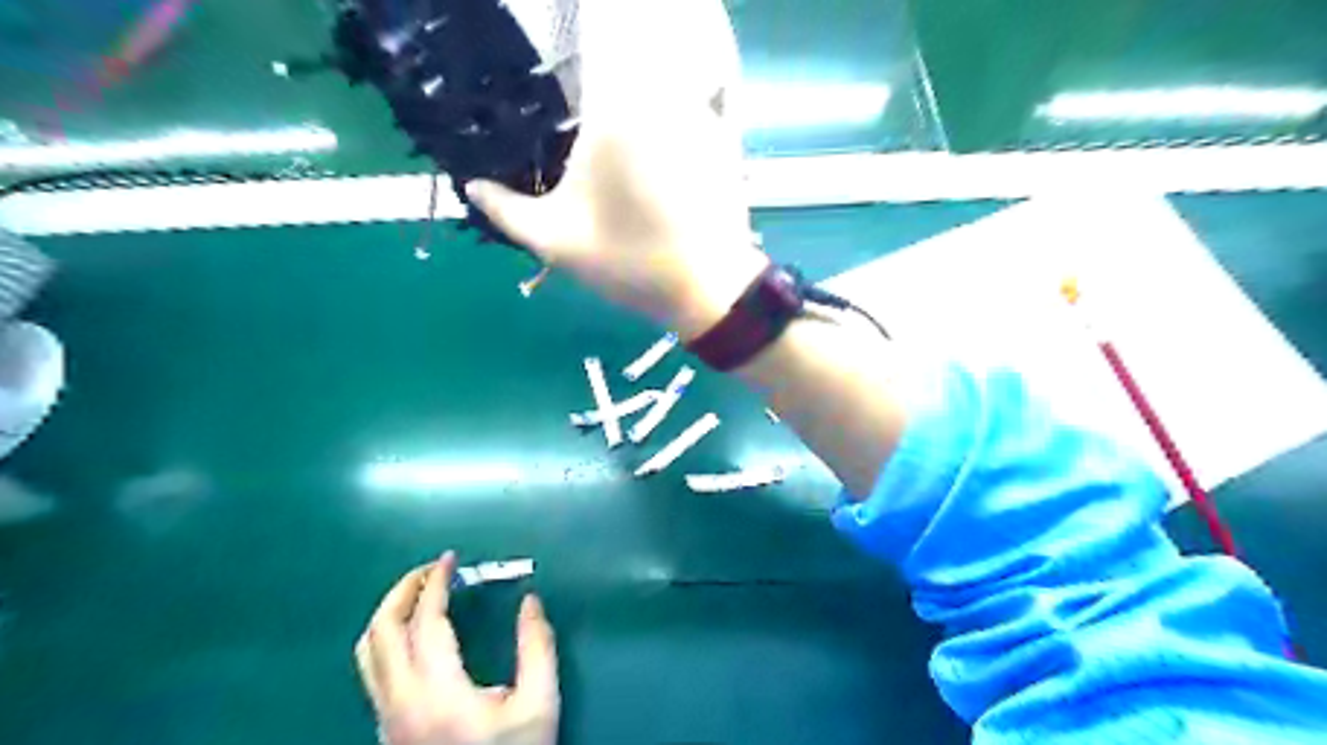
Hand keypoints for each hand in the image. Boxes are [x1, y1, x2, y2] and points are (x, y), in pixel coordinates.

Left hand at [352, 549, 557, 744]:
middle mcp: (400, 703)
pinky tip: (416, 634)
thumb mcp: (539, 706)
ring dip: (388, 613)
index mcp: (438, 694)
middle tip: (433, 569)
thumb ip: (538, 647)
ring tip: (420, 593)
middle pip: (380, 632)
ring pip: (366, 653)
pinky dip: (388, 636)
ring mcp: (386, 719)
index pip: (424, 623)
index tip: (451, 558)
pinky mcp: (386, 730)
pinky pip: (372, 670)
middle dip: (403, 590)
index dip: (435, 583)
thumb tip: (531, 601)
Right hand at [472, 0, 772, 340]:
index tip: (564, 13)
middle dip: (612, 19)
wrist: (711, 287)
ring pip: (674, 42)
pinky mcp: (720, 127)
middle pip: (642, 19)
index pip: (603, 17)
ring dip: (645, 37)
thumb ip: (507, 210)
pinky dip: (676, 65)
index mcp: (616, 106)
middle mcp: (663, 90)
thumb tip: (472, 186)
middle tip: (584, 36)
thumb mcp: (558, 242)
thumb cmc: (633, 262)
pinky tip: (655, 89)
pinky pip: (696, 74)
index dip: (587, 8)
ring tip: (610, 55)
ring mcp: (698, 106)